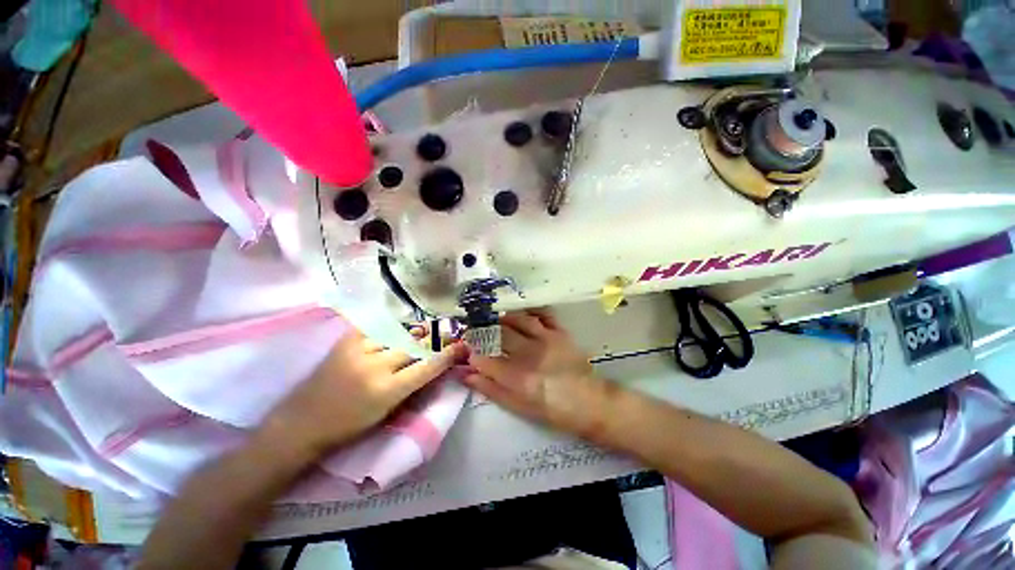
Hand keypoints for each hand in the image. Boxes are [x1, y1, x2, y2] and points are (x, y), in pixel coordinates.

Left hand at [261, 328, 466, 458]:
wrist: (301, 423)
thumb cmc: (348, 427)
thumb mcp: (386, 413)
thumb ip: (411, 387)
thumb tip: (432, 366)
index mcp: (387, 391)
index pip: (427, 367)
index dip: (447, 355)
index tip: (461, 346)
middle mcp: (375, 367)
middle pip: (414, 345)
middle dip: (433, 340)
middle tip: (445, 335)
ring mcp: (359, 351)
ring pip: (397, 333)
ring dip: (413, 333)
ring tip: (422, 331)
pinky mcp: (345, 342)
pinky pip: (374, 327)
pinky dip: (388, 326)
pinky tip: (394, 327)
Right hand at [464, 310, 606, 435]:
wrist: (588, 401)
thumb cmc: (551, 408)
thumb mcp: (518, 406)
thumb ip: (492, 389)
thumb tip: (467, 375)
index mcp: (517, 376)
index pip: (484, 359)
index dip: (472, 353)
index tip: (466, 351)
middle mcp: (529, 352)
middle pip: (499, 334)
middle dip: (483, 331)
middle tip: (477, 331)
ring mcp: (546, 339)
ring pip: (519, 319)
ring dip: (504, 318)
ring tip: (496, 320)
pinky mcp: (559, 332)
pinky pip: (543, 315)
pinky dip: (531, 311)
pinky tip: (523, 313)